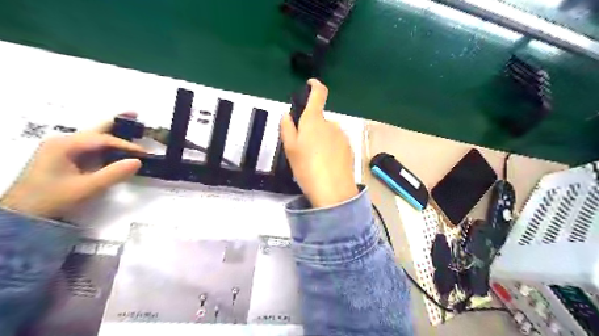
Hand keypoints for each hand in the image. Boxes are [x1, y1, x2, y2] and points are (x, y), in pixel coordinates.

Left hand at [0, 115, 144, 218]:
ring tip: (130, 125)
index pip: (103, 139)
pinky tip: (115, 147)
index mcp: (65, 145)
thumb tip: (138, 161)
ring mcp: (60, 148)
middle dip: (116, 122)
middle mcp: (62, 141)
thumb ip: (114, 174)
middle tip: (135, 114)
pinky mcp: (63, 157)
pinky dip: (105, 145)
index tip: (144, 153)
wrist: (22, 215)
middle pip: (95, 129)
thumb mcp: (86, 188)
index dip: (126, 145)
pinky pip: (88, 147)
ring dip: (112, 133)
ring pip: (92, 137)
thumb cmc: (53, 199)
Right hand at [280, 79, 356, 207]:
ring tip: (315, 160)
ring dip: (321, 140)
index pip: (319, 94)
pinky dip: (330, 148)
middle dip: (311, 128)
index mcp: (314, 121)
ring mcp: (342, 136)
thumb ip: (287, 128)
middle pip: (320, 120)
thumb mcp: (290, 149)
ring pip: (328, 133)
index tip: (310, 84)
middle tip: (303, 148)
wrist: (333, 191)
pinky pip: (336, 143)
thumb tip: (287, 115)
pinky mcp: (349, 148)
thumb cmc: (307, 168)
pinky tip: (326, 164)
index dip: (315, 86)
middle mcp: (331, 124)